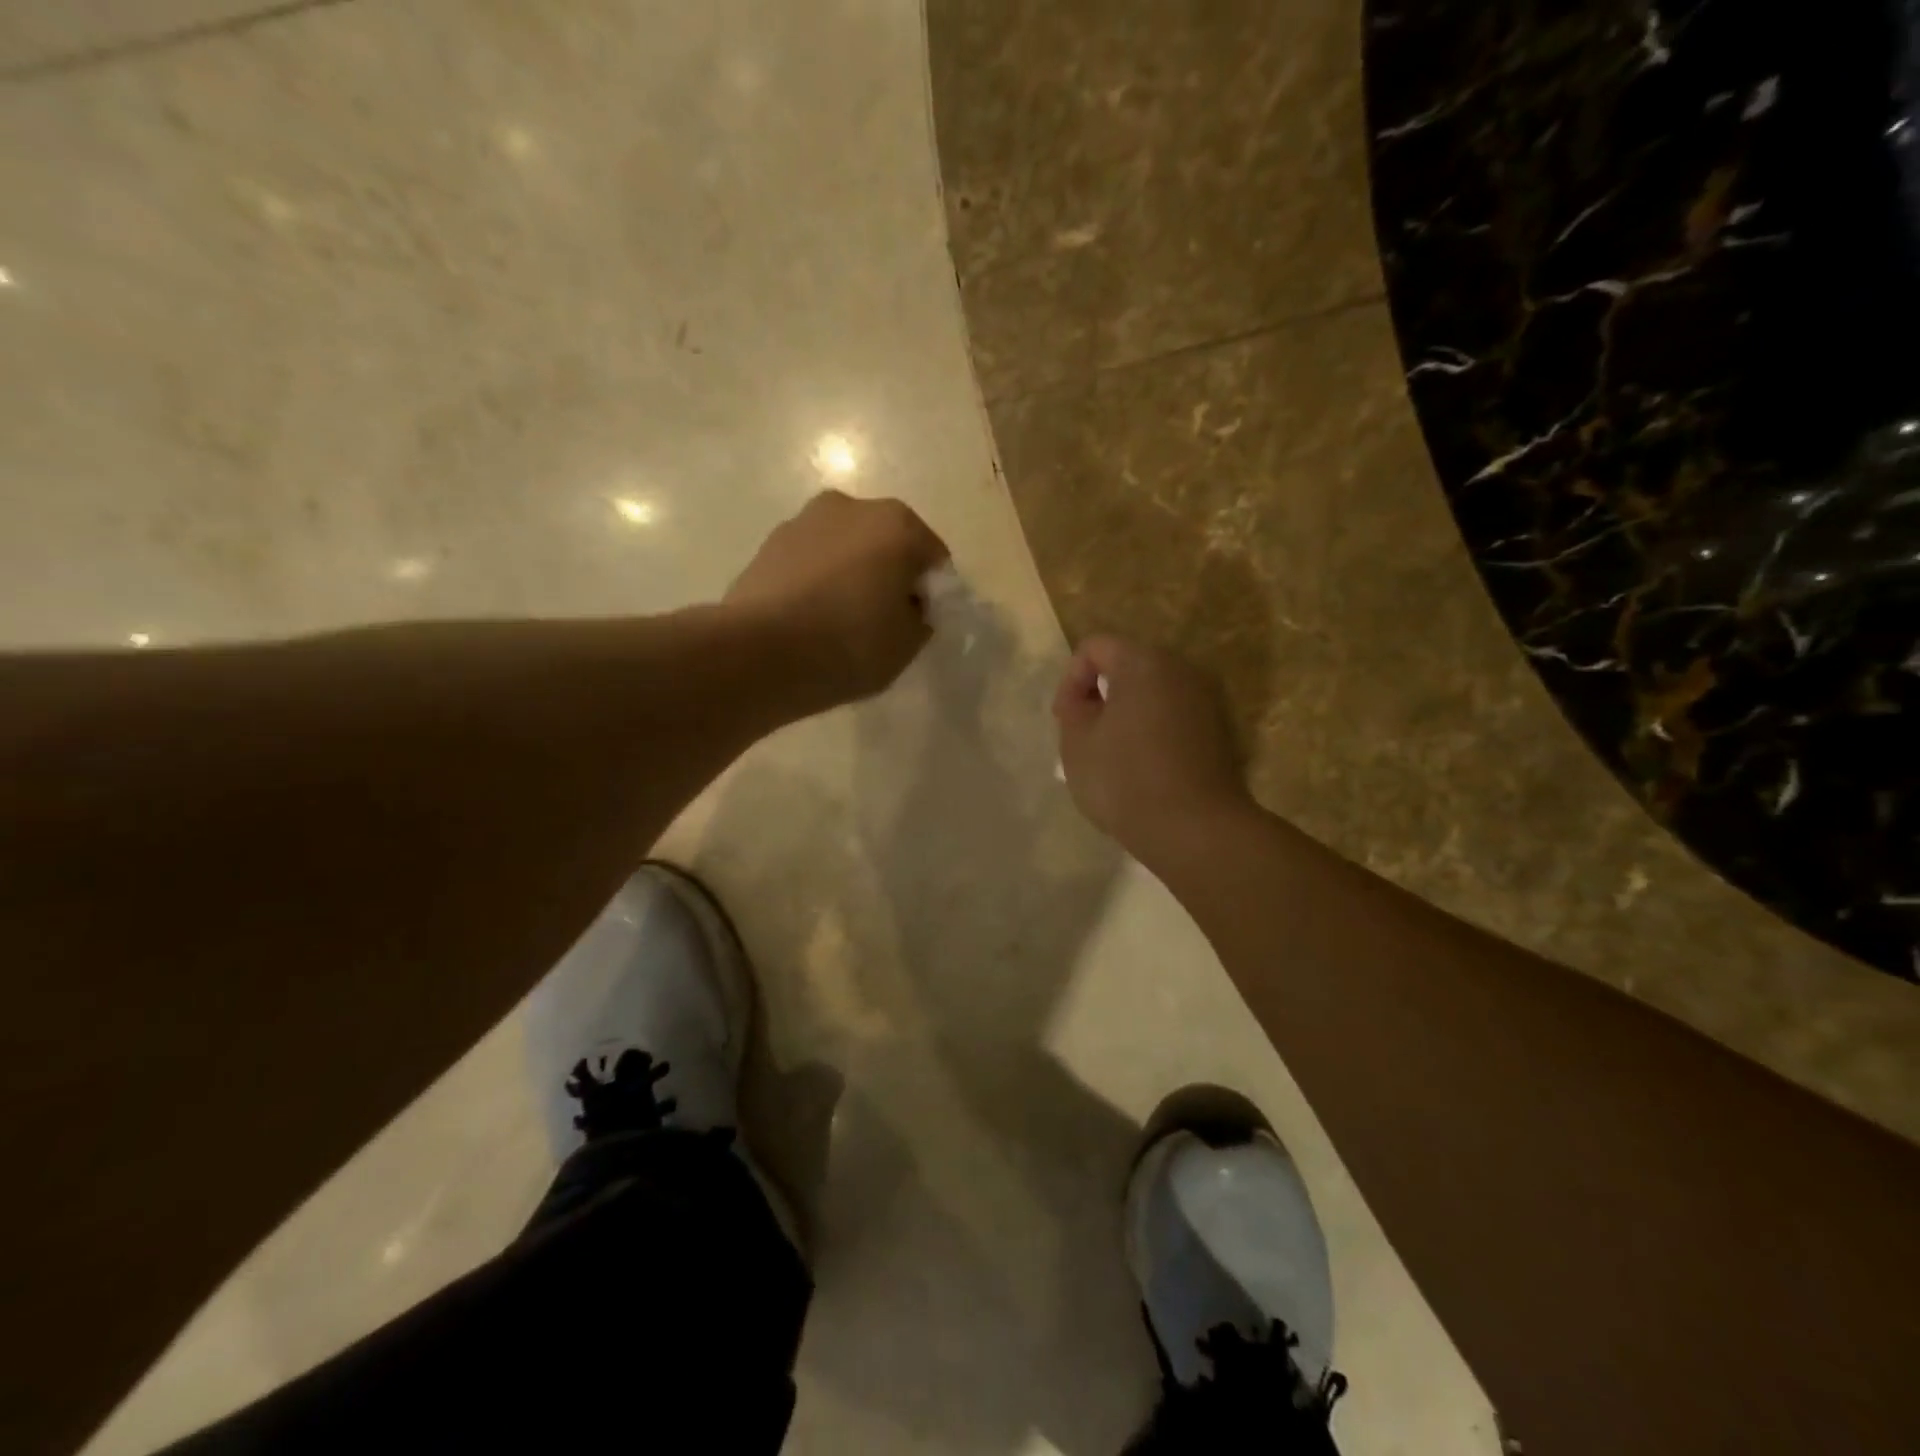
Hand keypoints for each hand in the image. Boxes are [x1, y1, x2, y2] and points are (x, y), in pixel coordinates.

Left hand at [726, 490, 949, 713]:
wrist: (760, 654)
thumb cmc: (849, 644)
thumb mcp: (908, 644)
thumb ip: (920, 619)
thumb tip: (907, 607)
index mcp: (897, 524)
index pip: (932, 559)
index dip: (932, 594)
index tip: (920, 624)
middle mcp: (851, 507)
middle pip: (886, 544)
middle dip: (889, 575)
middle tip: (883, 621)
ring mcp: (803, 521)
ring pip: (844, 549)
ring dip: (850, 574)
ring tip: (840, 621)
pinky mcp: (768, 544)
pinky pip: (810, 562)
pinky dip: (816, 582)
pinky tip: (810, 619)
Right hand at [1053, 636, 1252, 862]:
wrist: (1194, 829)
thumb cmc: (1124, 779)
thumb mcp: (1076, 741)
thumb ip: (1074, 706)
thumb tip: (1086, 697)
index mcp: (1143, 662)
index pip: (1094, 647)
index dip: (1070, 679)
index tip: (1065, 719)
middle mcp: (1180, 670)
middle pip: (1128, 665)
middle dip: (1100, 693)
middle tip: (1084, 734)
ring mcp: (1206, 700)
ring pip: (1153, 693)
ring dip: (1127, 713)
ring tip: (1112, 754)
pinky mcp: (1219, 731)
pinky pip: (1174, 717)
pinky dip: (1153, 731)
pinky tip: (1143, 768)